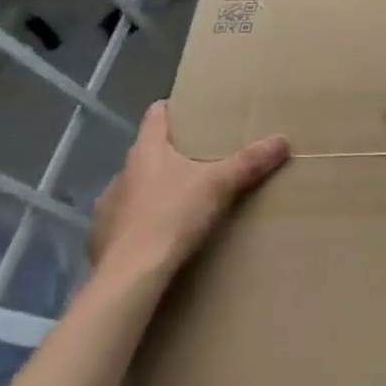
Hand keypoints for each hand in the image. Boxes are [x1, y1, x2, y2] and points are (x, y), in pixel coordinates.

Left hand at [90, 102, 289, 280]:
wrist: (130, 276)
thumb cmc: (172, 217)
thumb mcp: (219, 186)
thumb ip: (249, 162)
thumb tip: (282, 139)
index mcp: (146, 151)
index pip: (155, 115)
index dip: (173, 109)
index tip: (193, 111)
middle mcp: (122, 173)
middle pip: (148, 153)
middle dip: (172, 155)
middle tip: (202, 161)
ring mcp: (108, 207)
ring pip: (135, 188)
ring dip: (155, 191)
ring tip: (182, 202)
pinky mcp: (102, 239)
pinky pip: (125, 221)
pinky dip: (142, 223)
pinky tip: (160, 236)